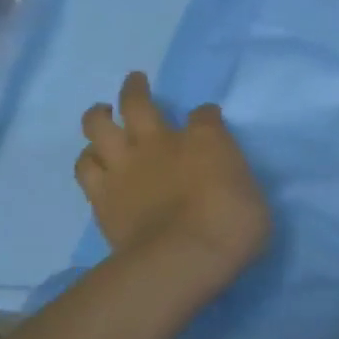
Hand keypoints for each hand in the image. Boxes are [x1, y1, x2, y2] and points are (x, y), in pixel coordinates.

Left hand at [74, 72, 269, 285]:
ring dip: (99, 116)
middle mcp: (161, 142)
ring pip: (98, 125)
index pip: (204, 115)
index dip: (205, 115)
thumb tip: (227, 180)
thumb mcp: (253, 197)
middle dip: (136, 88)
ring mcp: (126, 166)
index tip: (208, 118)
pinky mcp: (102, 194)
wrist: (184, 257)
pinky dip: (88, 158)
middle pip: (138, 103)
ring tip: (102, 115)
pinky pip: (84, 165)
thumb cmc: (233, 226)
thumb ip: (235, 181)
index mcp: (206, 139)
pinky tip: (93, 160)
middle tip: (135, 81)